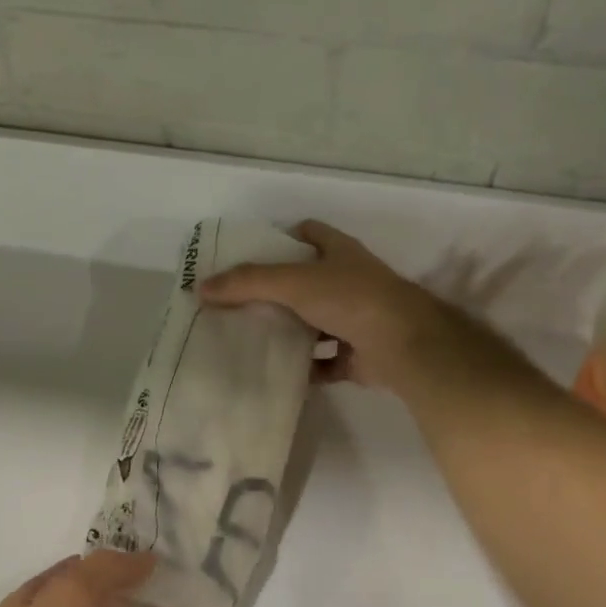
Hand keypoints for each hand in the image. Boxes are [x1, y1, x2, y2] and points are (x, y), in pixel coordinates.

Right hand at [200, 220, 456, 391]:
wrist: (404, 345)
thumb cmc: (351, 299)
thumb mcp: (293, 282)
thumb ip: (248, 283)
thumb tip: (201, 287)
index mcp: (340, 253)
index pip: (309, 233)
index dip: (283, 238)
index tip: (251, 255)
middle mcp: (350, 282)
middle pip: (308, 281)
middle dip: (278, 291)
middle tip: (240, 302)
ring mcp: (358, 319)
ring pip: (316, 322)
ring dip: (291, 331)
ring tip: (253, 338)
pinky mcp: (360, 354)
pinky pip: (326, 361)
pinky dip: (306, 367)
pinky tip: (280, 373)